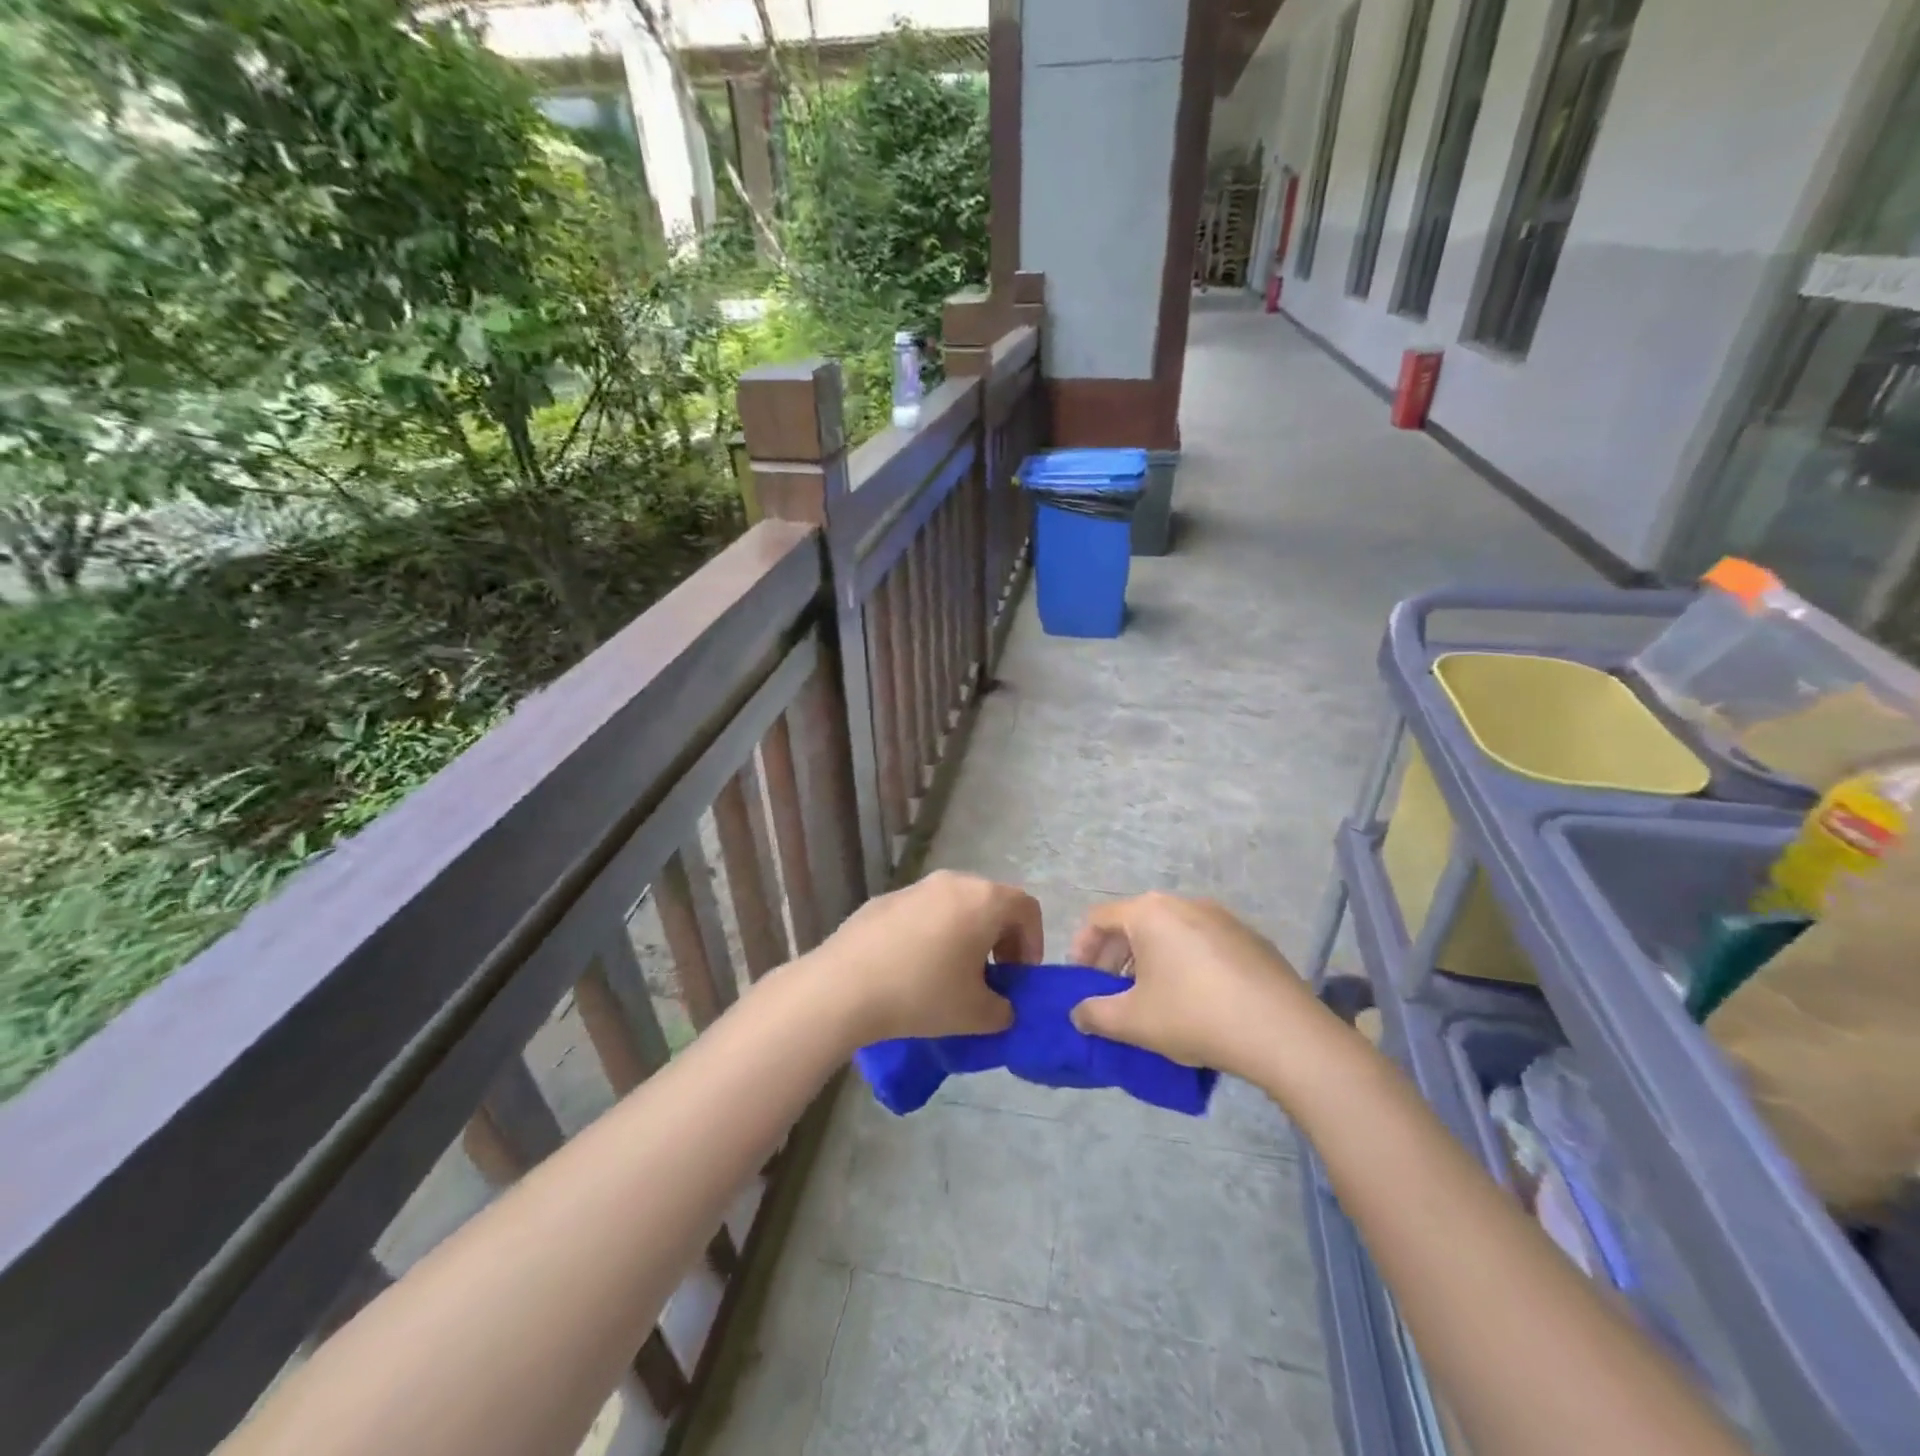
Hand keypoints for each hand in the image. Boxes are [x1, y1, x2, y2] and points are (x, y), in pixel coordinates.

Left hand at [807, 870, 1039, 1046]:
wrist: (844, 986)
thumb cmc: (922, 994)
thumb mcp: (976, 1015)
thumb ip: (1003, 1010)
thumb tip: (1001, 1007)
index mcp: (984, 900)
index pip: (1027, 908)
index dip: (1033, 942)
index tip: (1019, 977)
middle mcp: (953, 882)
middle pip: (991, 902)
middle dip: (999, 939)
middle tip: (991, 978)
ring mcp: (916, 887)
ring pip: (955, 905)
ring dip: (965, 935)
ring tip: (951, 975)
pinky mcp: (885, 899)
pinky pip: (923, 912)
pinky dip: (932, 933)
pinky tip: (913, 969)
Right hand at [1067, 893, 1316, 1077]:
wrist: (1284, 1032)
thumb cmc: (1195, 1015)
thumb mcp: (1134, 1022)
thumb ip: (1095, 1015)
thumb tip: (1078, 1014)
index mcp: (1149, 912)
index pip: (1099, 919)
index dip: (1081, 948)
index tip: (1080, 981)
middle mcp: (1184, 903)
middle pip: (1135, 922)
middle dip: (1115, 957)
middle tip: (1111, 993)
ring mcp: (1222, 917)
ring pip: (1170, 933)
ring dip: (1150, 961)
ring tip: (1152, 999)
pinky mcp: (1251, 939)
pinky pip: (1203, 943)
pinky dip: (1185, 963)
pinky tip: (1196, 1001)